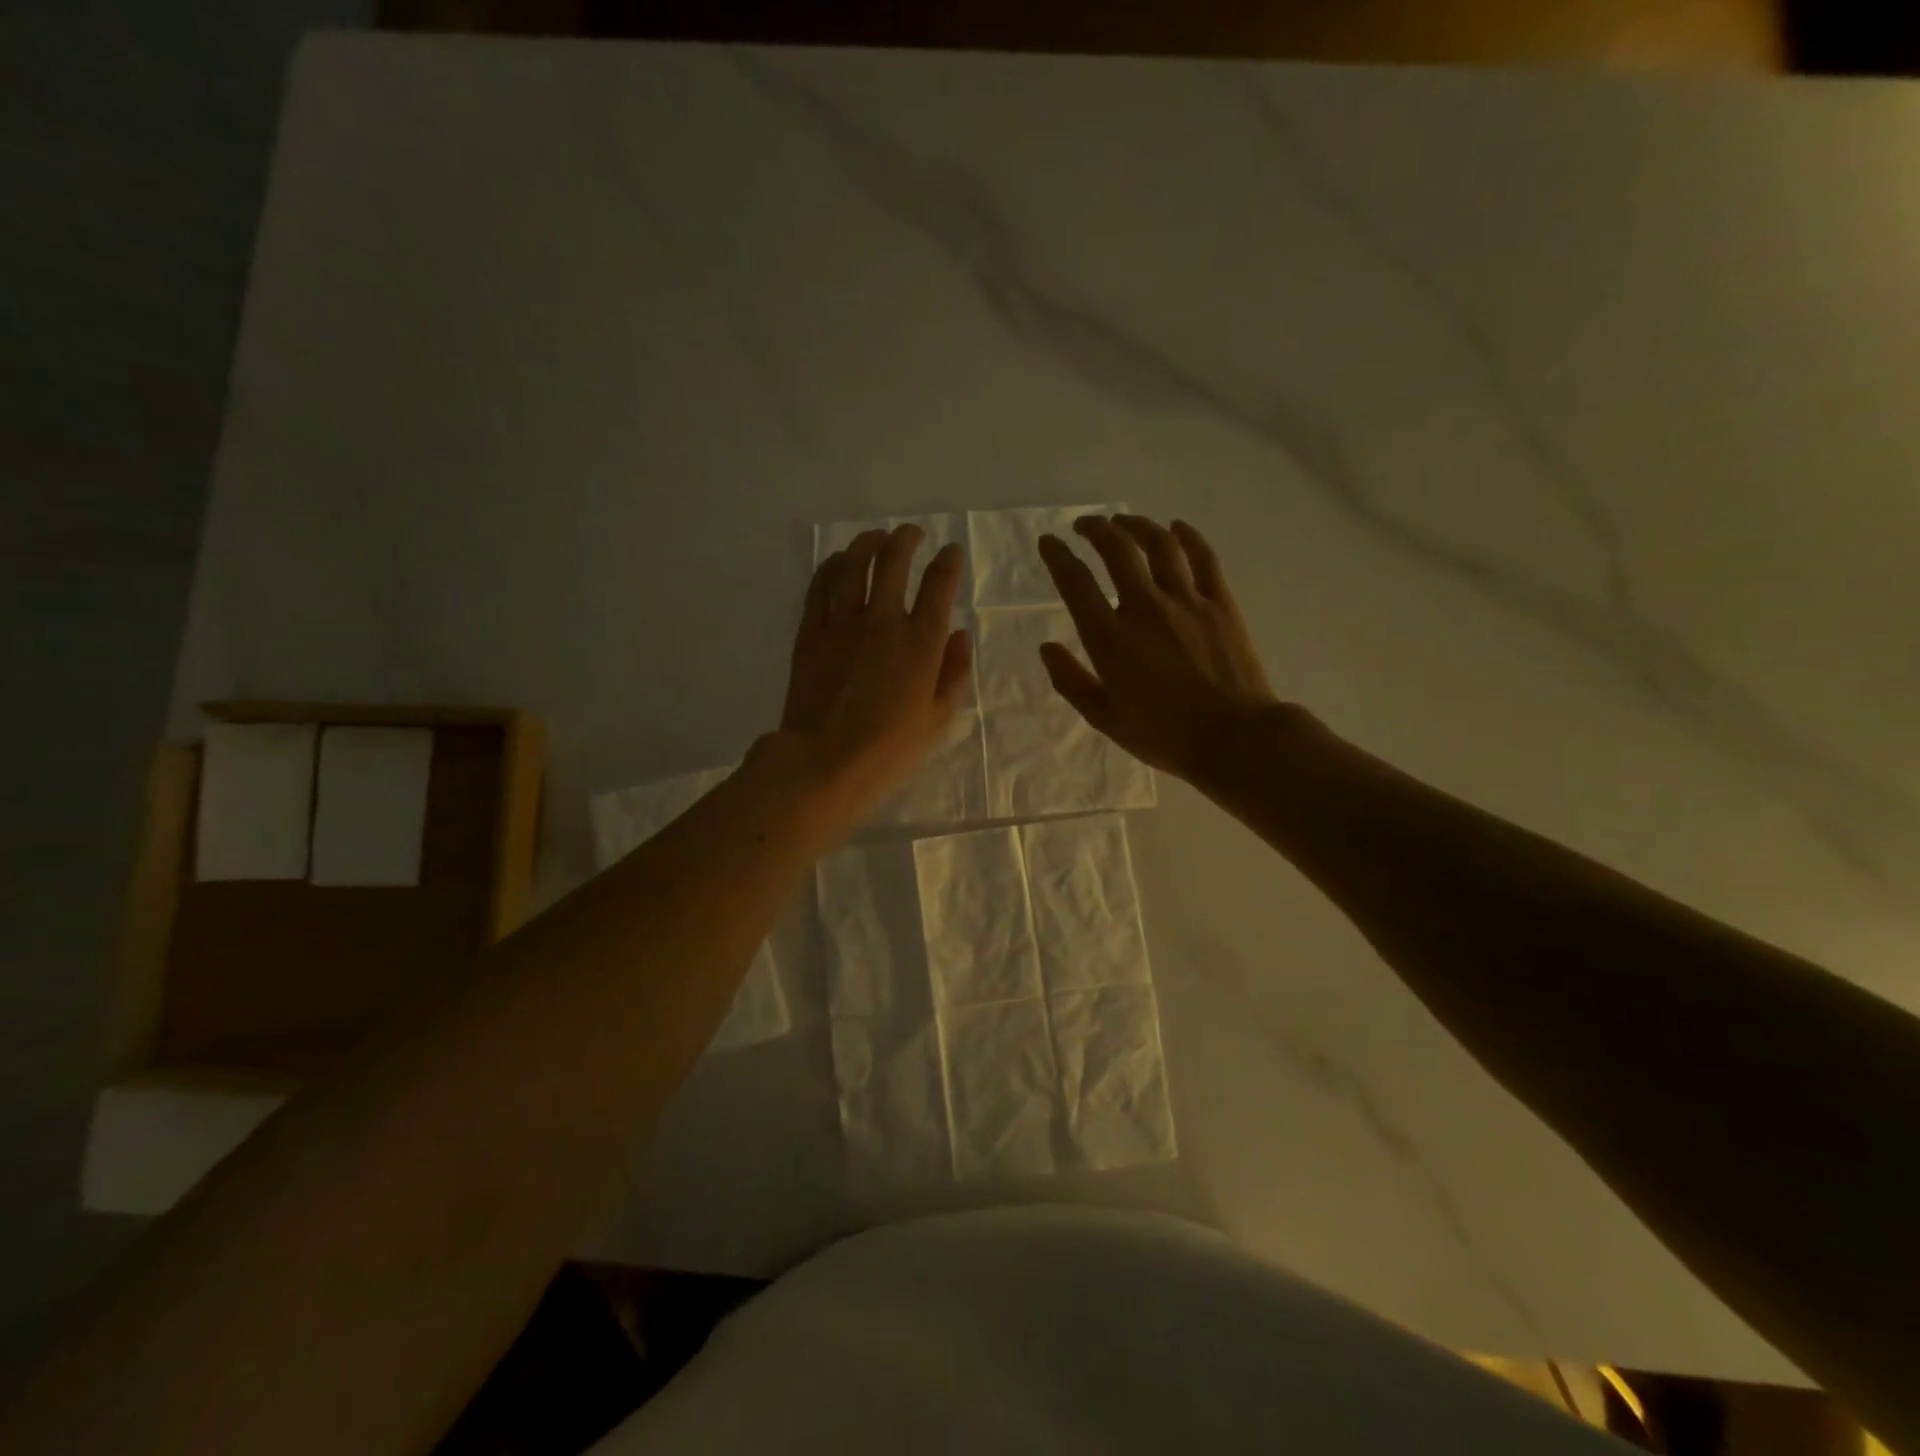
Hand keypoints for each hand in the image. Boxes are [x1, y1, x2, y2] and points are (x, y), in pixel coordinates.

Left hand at [777, 524, 973, 822]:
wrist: (824, 761)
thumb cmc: (890, 749)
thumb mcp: (939, 719)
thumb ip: (955, 672)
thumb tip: (961, 634)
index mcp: (921, 641)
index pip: (939, 585)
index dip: (948, 562)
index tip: (951, 552)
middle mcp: (882, 620)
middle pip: (894, 561)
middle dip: (906, 540)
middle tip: (911, 533)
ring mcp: (842, 622)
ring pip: (854, 565)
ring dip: (867, 544)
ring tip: (875, 536)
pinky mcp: (811, 631)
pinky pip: (820, 586)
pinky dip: (831, 566)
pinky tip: (838, 561)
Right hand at [1038, 514, 1276, 781]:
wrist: (1234, 738)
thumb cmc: (1163, 735)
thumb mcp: (1104, 718)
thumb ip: (1071, 680)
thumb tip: (1046, 647)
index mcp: (1110, 638)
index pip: (1076, 583)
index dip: (1058, 557)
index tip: (1048, 542)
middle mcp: (1145, 608)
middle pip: (1116, 550)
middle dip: (1096, 529)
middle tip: (1084, 525)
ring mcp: (1186, 601)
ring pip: (1159, 545)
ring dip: (1137, 526)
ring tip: (1124, 521)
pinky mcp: (1220, 603)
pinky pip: (1203, 558)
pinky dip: (1188, 536)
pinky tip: (1177, 527)